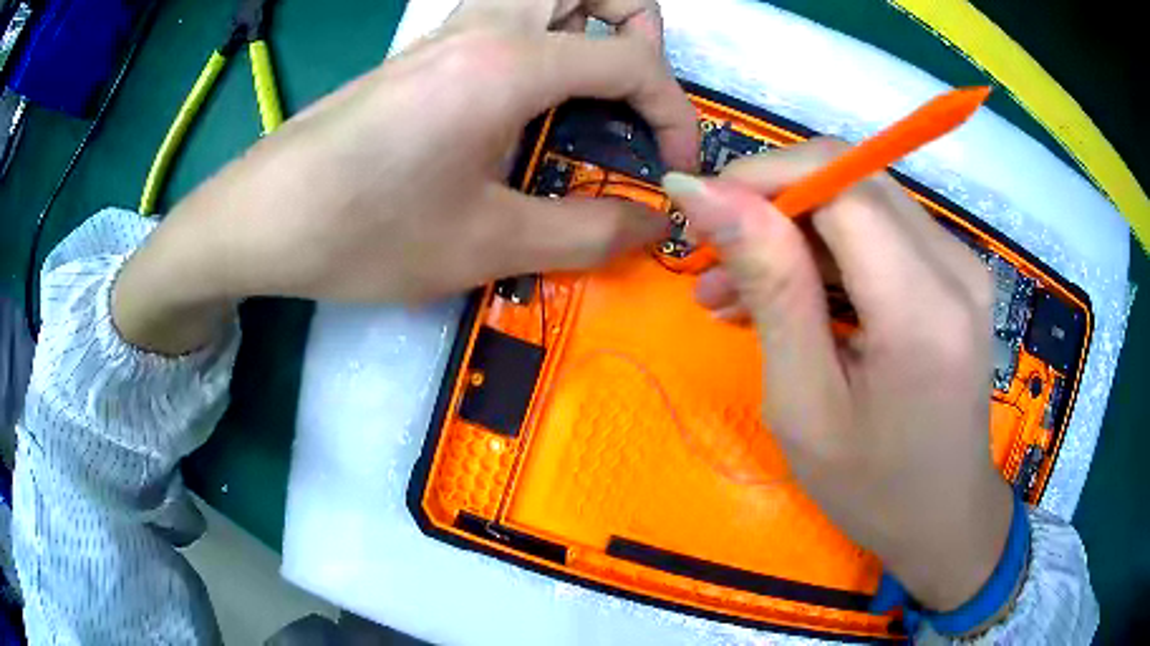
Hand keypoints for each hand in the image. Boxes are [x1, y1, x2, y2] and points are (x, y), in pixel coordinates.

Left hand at [113, 0, 697, 353]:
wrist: (259, 221)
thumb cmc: (363, 232)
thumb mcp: (486, 246)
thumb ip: (585, 234)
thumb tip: (651, 226)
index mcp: (508, 62)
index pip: (634, 59)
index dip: (674, 113)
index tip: (674, 169)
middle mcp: (483, 27)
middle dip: (636, 26)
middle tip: (633, 90)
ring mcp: (445, 34)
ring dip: (589, 26)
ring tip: (592, 96)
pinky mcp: (421, 54)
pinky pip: (505, 20)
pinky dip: (545, 43)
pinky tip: (528, 106)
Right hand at [663, 139, 1013, 612]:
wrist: (944, 519)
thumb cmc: (872, 488)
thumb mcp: (804, 403)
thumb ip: (770, 287)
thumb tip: (705, 194)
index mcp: (923, 307)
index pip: (839, 181)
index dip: (763, 178)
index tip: (700, 213)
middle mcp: (955, 266)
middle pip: (851, 178)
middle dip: (771, 202)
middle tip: (713, 258)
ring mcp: (963, 265)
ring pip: (862, 199)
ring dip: (794, 230)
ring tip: (735, 291)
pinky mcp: (956, 274)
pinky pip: (882, 232)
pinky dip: (828, 252)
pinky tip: (790, 297)